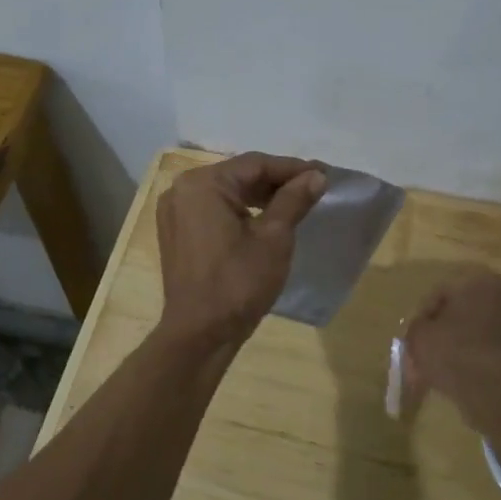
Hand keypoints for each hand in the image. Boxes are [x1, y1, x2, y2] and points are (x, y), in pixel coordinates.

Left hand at [156, 153, 327, 344]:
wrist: (200, 335)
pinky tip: (267, 220)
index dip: (293, 168)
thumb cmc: (238, 283)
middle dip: (277, 181)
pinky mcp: (177, 233)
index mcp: (202, 184)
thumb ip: (293, 200)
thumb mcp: (274, 239)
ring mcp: (175, 212)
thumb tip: (316, 176)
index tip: (325, 173)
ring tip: (297, 202)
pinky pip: (215, 210)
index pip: (255, 164)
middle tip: (314, 187)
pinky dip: (241, 211)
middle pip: (239, 176)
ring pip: (227, 193)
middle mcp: (182, 190)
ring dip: (261, 197)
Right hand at [401, 266, 500, 413]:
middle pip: (465, 311)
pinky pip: (493, 349)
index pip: (442, 293)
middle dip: (446, 330)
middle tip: (429, 350)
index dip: (424, 315)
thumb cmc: (451, 349)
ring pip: (481, 331)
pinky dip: (479, 358)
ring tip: (444, 366)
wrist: (492, 387)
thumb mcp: (418, 334)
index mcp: (480, 280)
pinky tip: (463, 374)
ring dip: (463, 344)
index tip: (415, 336)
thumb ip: (418, 326)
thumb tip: (425, 330)